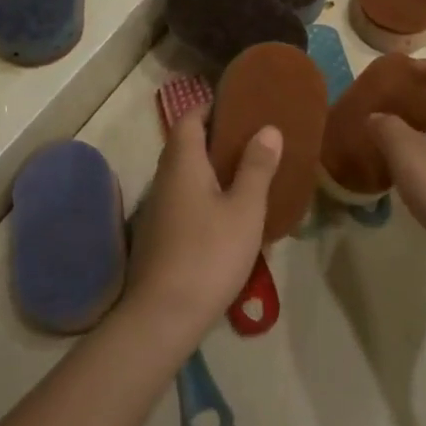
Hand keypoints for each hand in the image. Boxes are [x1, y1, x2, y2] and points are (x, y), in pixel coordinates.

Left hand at [127, 109, 279, 346]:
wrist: (162, 316)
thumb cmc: (209, 254)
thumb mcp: (245, 209)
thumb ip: (256, 167)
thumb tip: (268, 128)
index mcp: (183, 163)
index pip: (190, 119)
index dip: (211, 108)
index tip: (239, 109)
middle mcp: (164, 179)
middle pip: (185, 145)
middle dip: (214, 138)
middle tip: (250, 141)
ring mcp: (157, 209)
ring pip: (183, 175)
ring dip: (209, 169)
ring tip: (245, 175)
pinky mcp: (158, 236)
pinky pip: (182, 200)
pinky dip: (202, 195)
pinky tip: (226, 215)